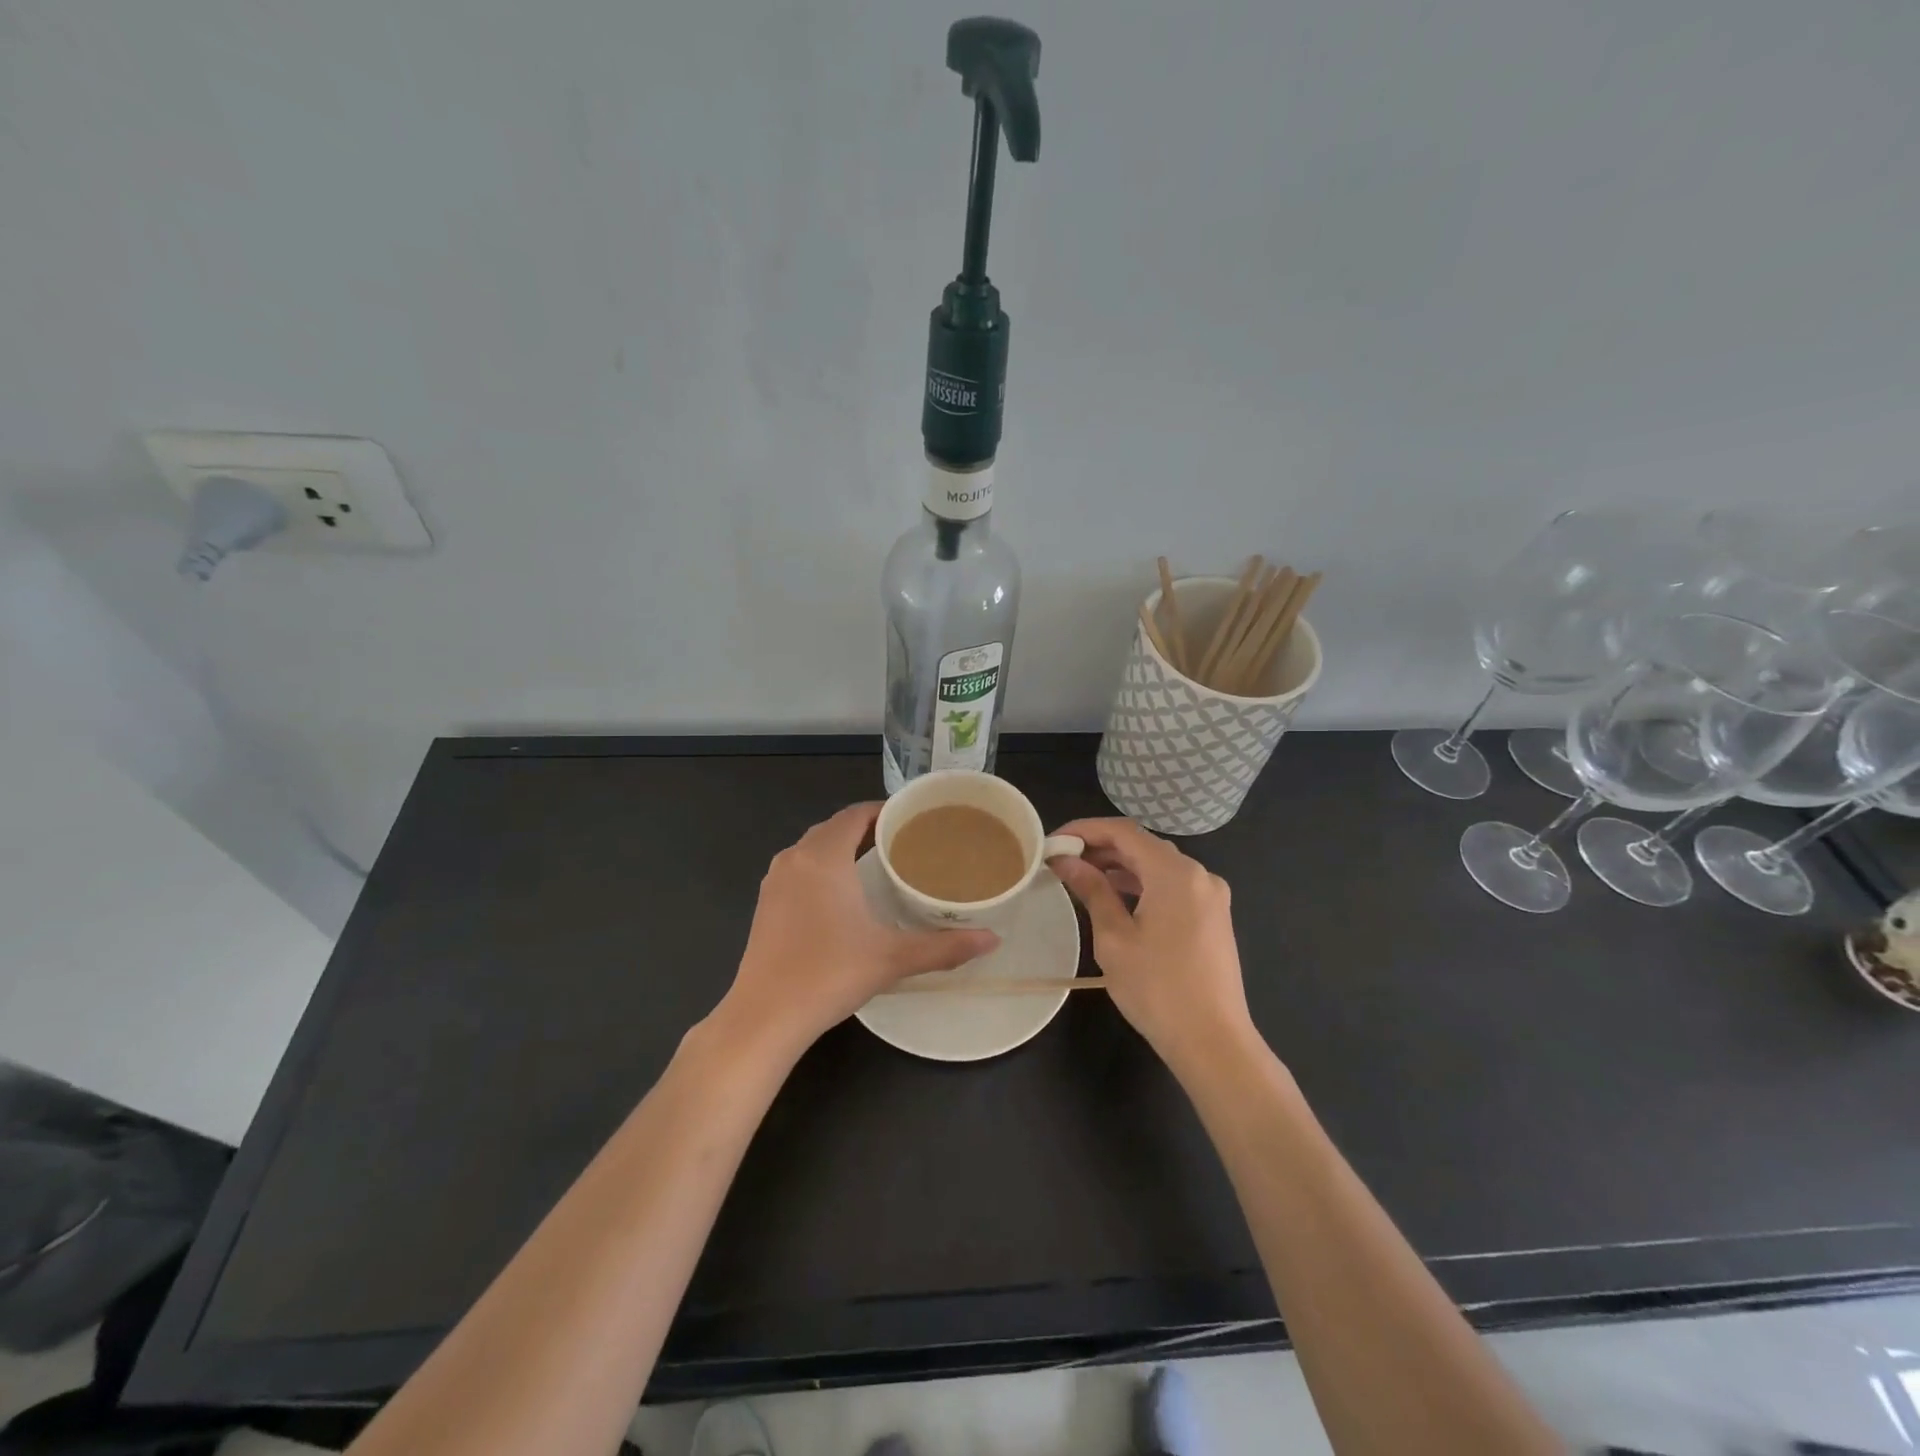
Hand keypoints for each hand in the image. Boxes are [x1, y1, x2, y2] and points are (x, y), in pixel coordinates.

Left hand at [718, 803, 998, 1056]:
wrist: (764, 1016)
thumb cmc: (829, 974)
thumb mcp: (892, 958)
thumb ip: (944, 947)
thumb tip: (993, 940)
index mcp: (823, 857)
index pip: (856, 813)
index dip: (885, 810)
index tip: (915, 819)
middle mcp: (795, 858)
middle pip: (835, 827)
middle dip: (868, 828)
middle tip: (906, 841)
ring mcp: (774, 881)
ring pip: (814, 848)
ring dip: (843, 847)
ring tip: (880, 862)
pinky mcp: (765, 904)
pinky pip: (799, 868)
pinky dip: (823, 867)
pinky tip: (844, 893)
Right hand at [1048, 818, 1255, 1073]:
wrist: (1214, 1042)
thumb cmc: (1157, 989)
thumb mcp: (1114, 938)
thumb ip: (1092, 890)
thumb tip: (1065, 861)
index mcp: (1175, 873)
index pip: (1123, 831)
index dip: (1085, 830)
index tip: (1053, 841)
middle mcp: (1199, 874)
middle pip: (1142, 845)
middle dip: (1100, 848)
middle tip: (1062, 860)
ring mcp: (1210, 895)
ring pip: (1158, 865)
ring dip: (1120, 867)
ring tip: (1081, 877)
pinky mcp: (1213, 916)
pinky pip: (1172, 885)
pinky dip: (1142, 884)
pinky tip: (1115, 898)